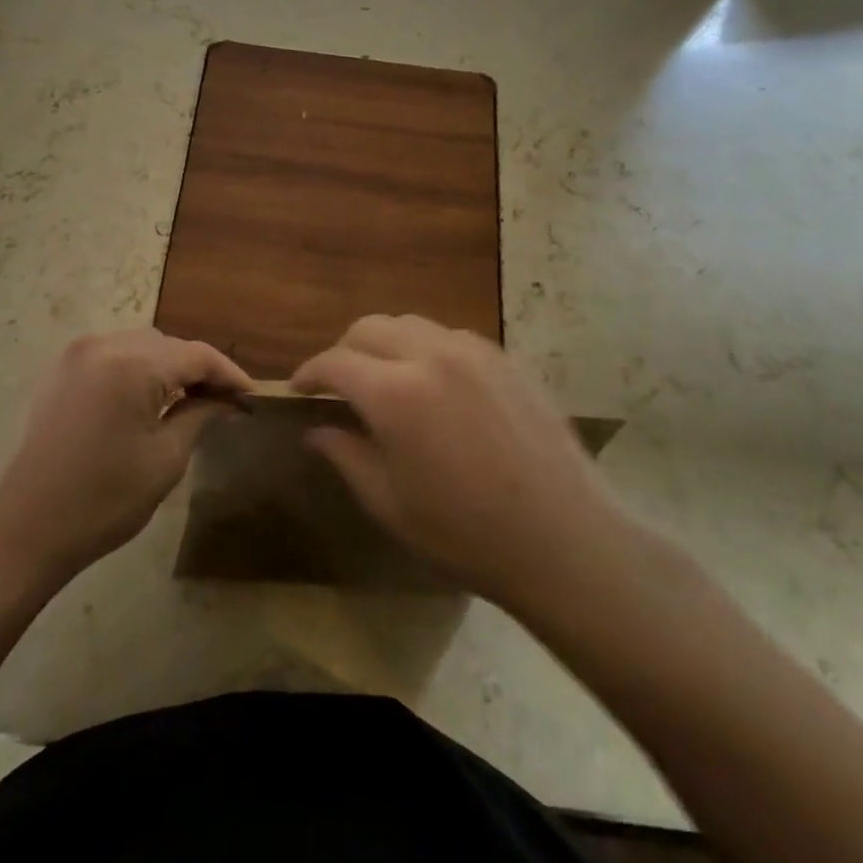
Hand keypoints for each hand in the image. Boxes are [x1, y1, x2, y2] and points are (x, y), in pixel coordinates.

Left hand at [0, 329, 251, 589]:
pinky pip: (112, 357)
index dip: (229, 374)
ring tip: (190, 401)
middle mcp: (103, 345)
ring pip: (140, 347)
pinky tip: (148, 399)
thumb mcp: (165, 459)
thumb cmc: (103, 500)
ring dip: (168, 368)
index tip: (251, 397)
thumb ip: (200, 416)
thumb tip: (227, 400)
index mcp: (133, 364)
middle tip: (223, 403)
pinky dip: (138, 370)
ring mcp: (75, 355)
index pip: (197, 355)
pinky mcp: (59, 372)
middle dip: (198, 369)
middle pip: (168, 345)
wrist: (22, 529)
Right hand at [292, 315, 636, 613]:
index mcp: (396, 392)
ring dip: (385, 344)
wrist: (564, 538)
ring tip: (383, 379)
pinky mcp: (506, 360)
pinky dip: (425, 348)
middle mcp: (432, 355)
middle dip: (344, 350)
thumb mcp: (389, 503)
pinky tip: (432, 383)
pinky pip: (450, 336)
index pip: (335, 362)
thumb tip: (315, 430)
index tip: (297, 389)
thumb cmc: (465, 533)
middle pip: (370, 327)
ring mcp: (475, 352)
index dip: (309, 373)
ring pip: (411, 324)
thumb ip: (346, 455)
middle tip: (337, 383)